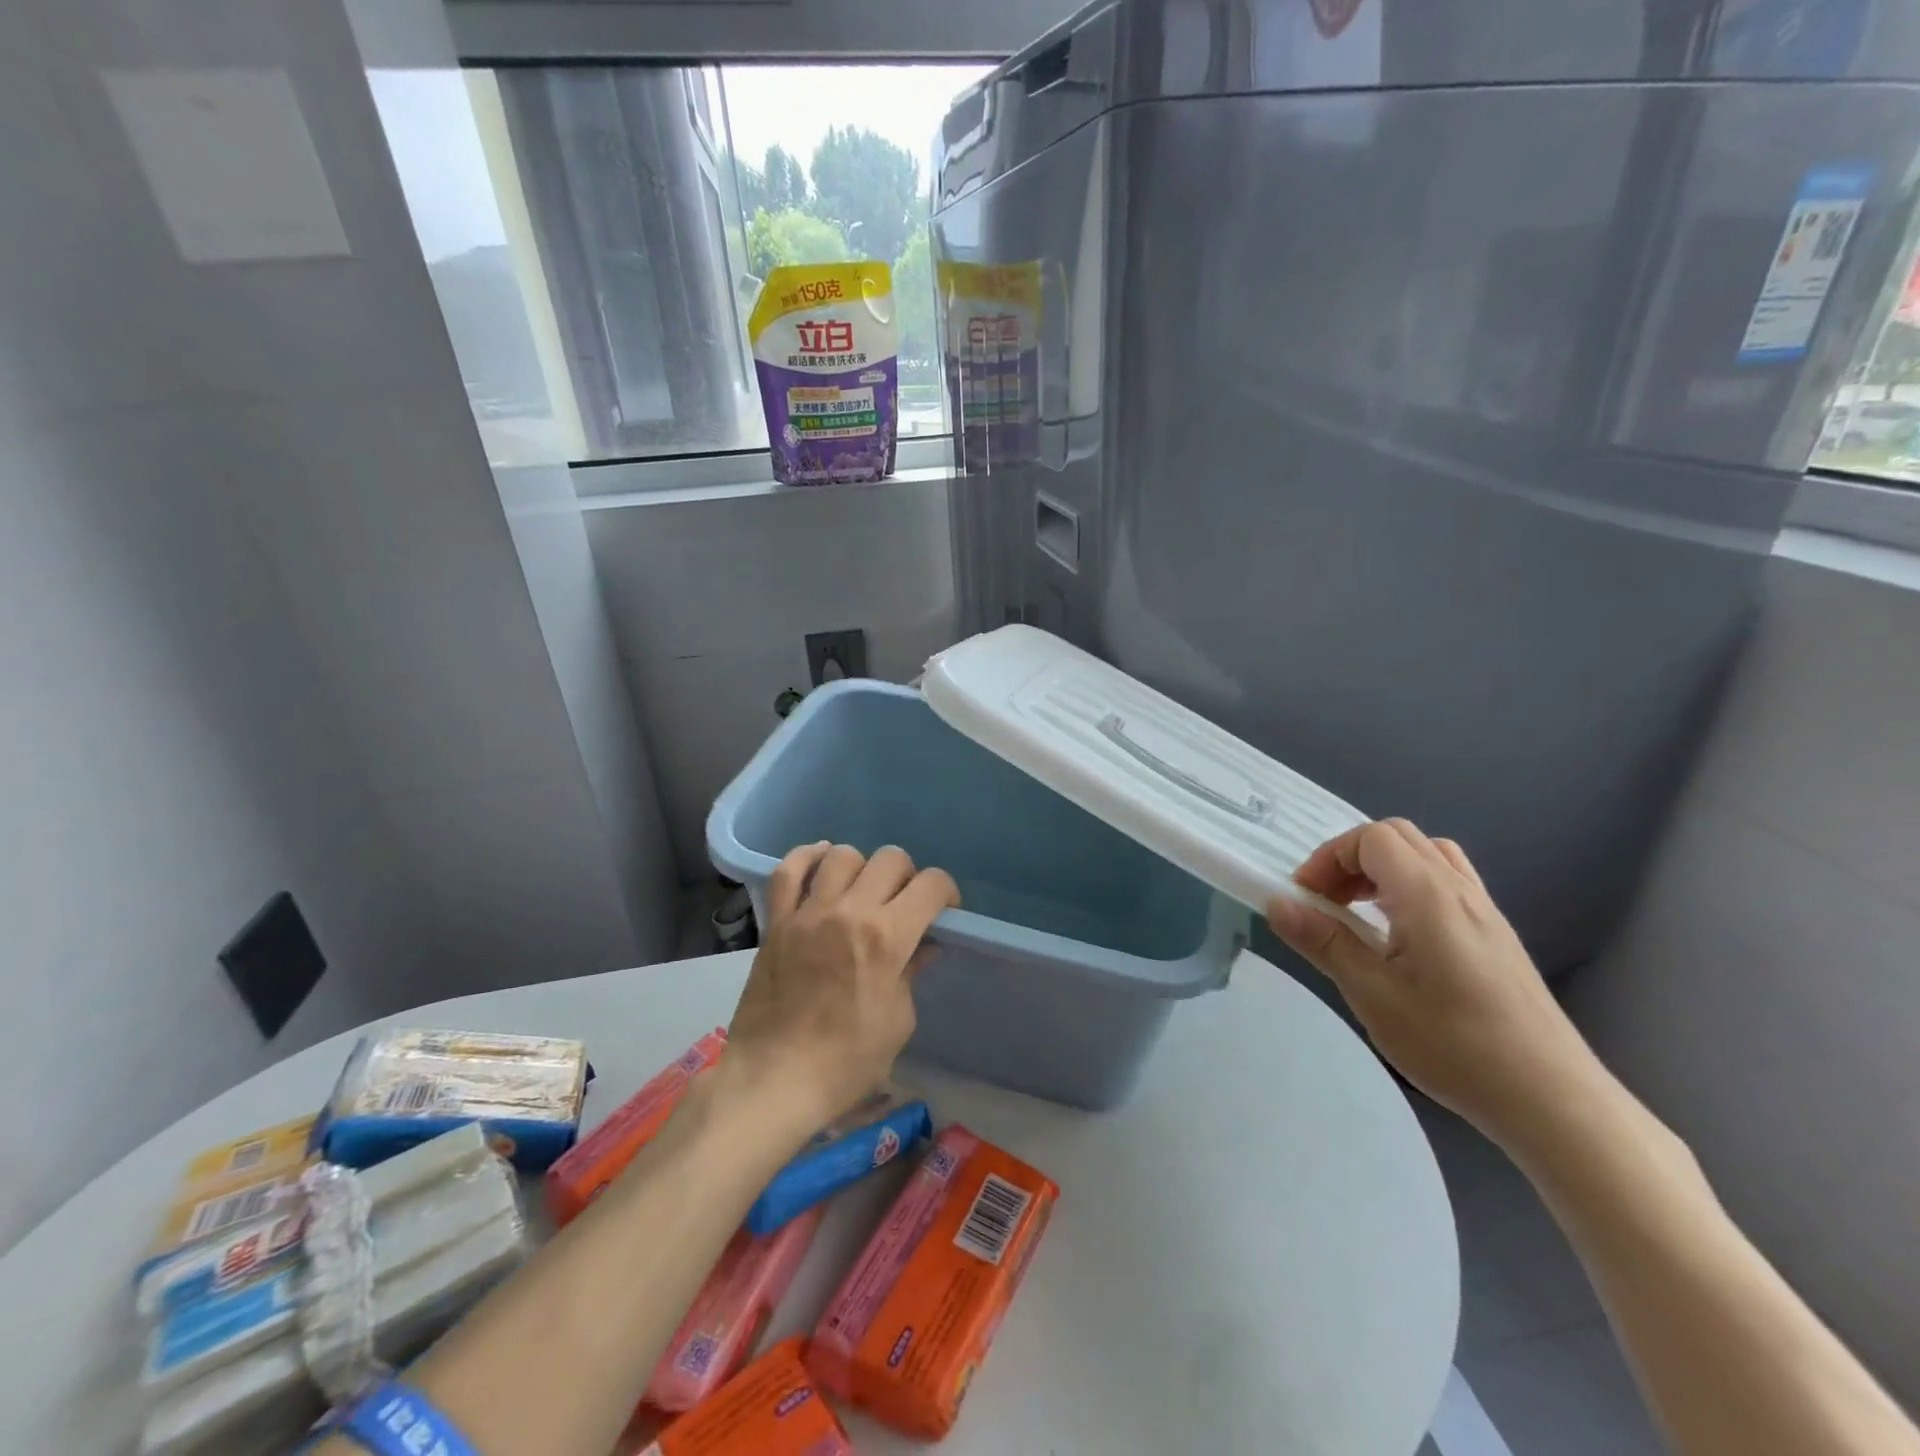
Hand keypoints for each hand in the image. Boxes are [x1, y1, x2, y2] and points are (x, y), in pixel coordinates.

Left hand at [724, 843, 958, 1133]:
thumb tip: (922, 946)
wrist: (773, 1080)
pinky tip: (821, 862)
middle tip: (904, 904)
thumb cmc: (846, 1062)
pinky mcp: (777, 921)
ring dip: (862, 867)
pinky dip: (807, 858)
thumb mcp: (897, 1022)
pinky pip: (788, 870)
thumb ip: (911, 973)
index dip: (946, 892)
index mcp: (887, 937)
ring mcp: (808, 913)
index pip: (931, 885)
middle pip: (890, 859)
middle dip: (908, 876)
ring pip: (842, 856)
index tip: (944, 911)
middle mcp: (849, 912)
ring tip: (862, 890)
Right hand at [1265, 819, 1598, 1148]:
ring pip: (1425, 855)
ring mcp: (1483, 910)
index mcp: (1427, 894)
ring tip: (1358, 913)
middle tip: (1326, 902)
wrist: (1550, 1097)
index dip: (1329, 857)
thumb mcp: (1372, 994)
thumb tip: (1277, 904)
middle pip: (1397, 837)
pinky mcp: (1495, 934)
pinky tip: (1398, 934)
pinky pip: (1446, 881)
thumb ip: (1323, 941)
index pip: (1371, 838)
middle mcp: (1458, 889)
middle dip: (1350, 859)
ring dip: (1381, 869)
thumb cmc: (1454, 1044)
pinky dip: (1408, 886)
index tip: (1306, 898)